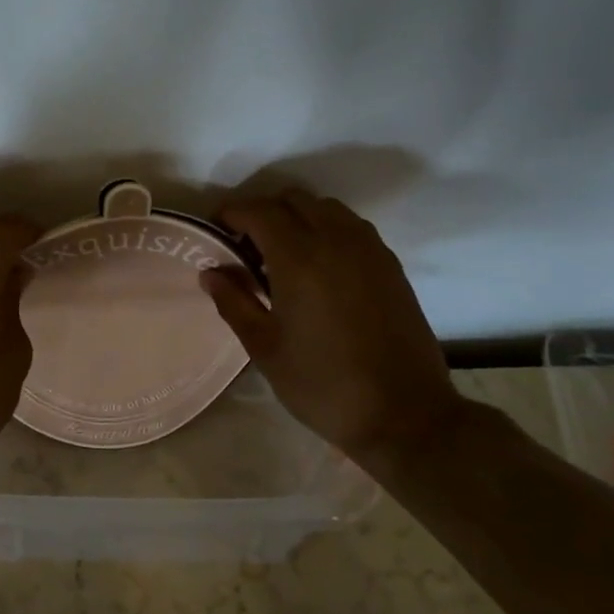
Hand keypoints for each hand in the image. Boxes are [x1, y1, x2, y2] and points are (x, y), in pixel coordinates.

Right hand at [201, 190, 461, 454]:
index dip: (231, 213)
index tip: (216, 230)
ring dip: (297, 217)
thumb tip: (210, 272)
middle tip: (245, 245)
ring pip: (325, 207)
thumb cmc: (322, 383)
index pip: (258, 211)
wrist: (403, 414)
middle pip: (292, 199)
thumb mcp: (264, 347)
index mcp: (298, 258)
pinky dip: (326, 229)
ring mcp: (369, 249)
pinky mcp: (390, 264)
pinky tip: (319, 267)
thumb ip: (234, 302)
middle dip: (263, 212)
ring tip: (282, 255)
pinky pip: (351, 226)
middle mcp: (335, 240)